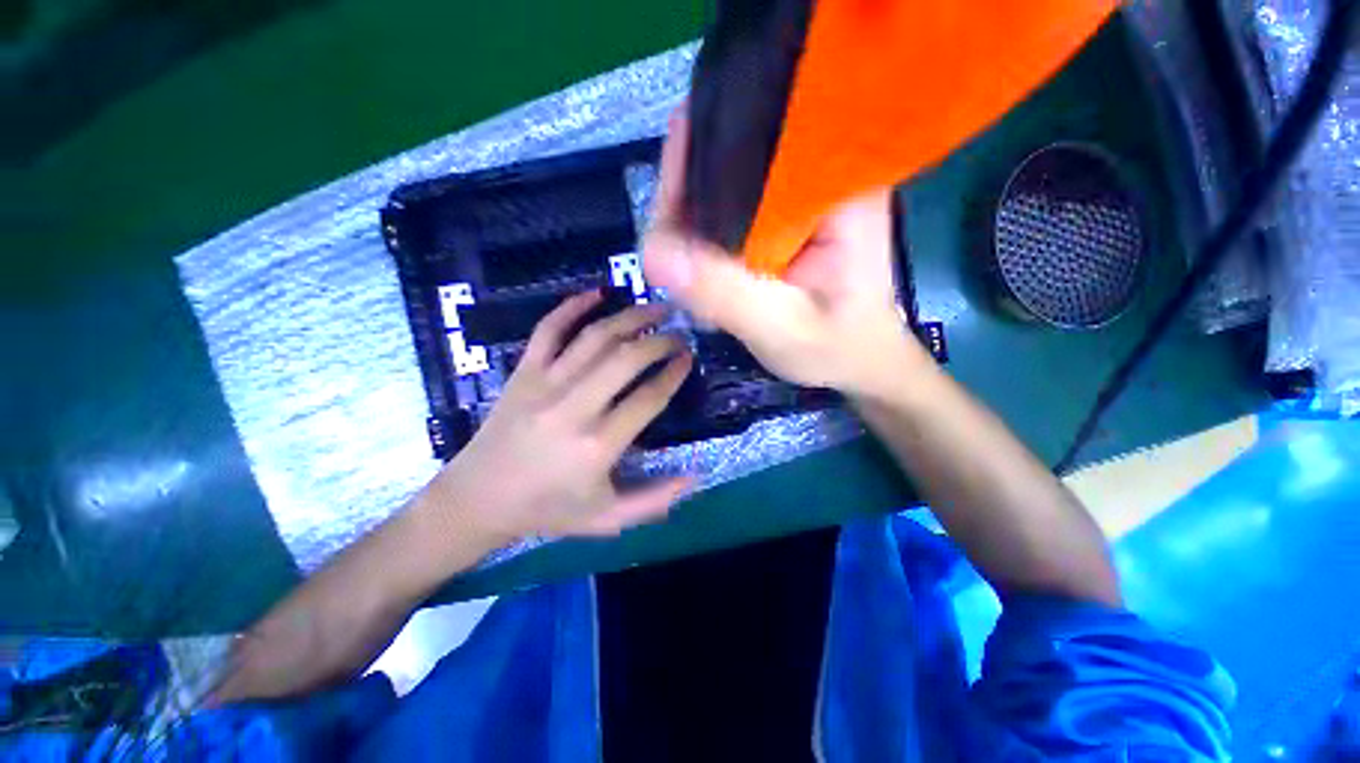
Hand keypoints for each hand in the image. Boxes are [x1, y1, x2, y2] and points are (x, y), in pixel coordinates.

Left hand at [426, 292, 694, 542]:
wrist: (477, 499)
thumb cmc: (548, 510)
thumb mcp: (608, 519)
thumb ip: (655, 500)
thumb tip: (696, 476)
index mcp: (597, 445)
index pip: (648, 398)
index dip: (673, 374)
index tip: (688, 359)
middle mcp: (573, 408)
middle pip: (626, 359)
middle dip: (660, 341)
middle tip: (679, 333)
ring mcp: (544, 384)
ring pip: (595, 337)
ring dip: (630, 317)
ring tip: (656, 307)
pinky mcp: (522, 372)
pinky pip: (548, 328)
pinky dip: (572, 305)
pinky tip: (597, 292)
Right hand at [642, 111, 930, 399]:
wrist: (861, 364)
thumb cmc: (839, 349)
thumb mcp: (782, 327)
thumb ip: (724, 292)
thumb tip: (653, 254)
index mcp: (834, 186)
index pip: (751, 145)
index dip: (696, 163)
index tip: (663, 209)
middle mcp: (816, 176)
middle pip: (729, 163)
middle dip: (687, 205)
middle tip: (668, 258)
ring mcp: (796, 199)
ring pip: (723, 191)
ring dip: (692, 228)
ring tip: (685, 272)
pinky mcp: (782, 223)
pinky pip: (730, 217)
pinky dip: (706, 243)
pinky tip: (701, 273)